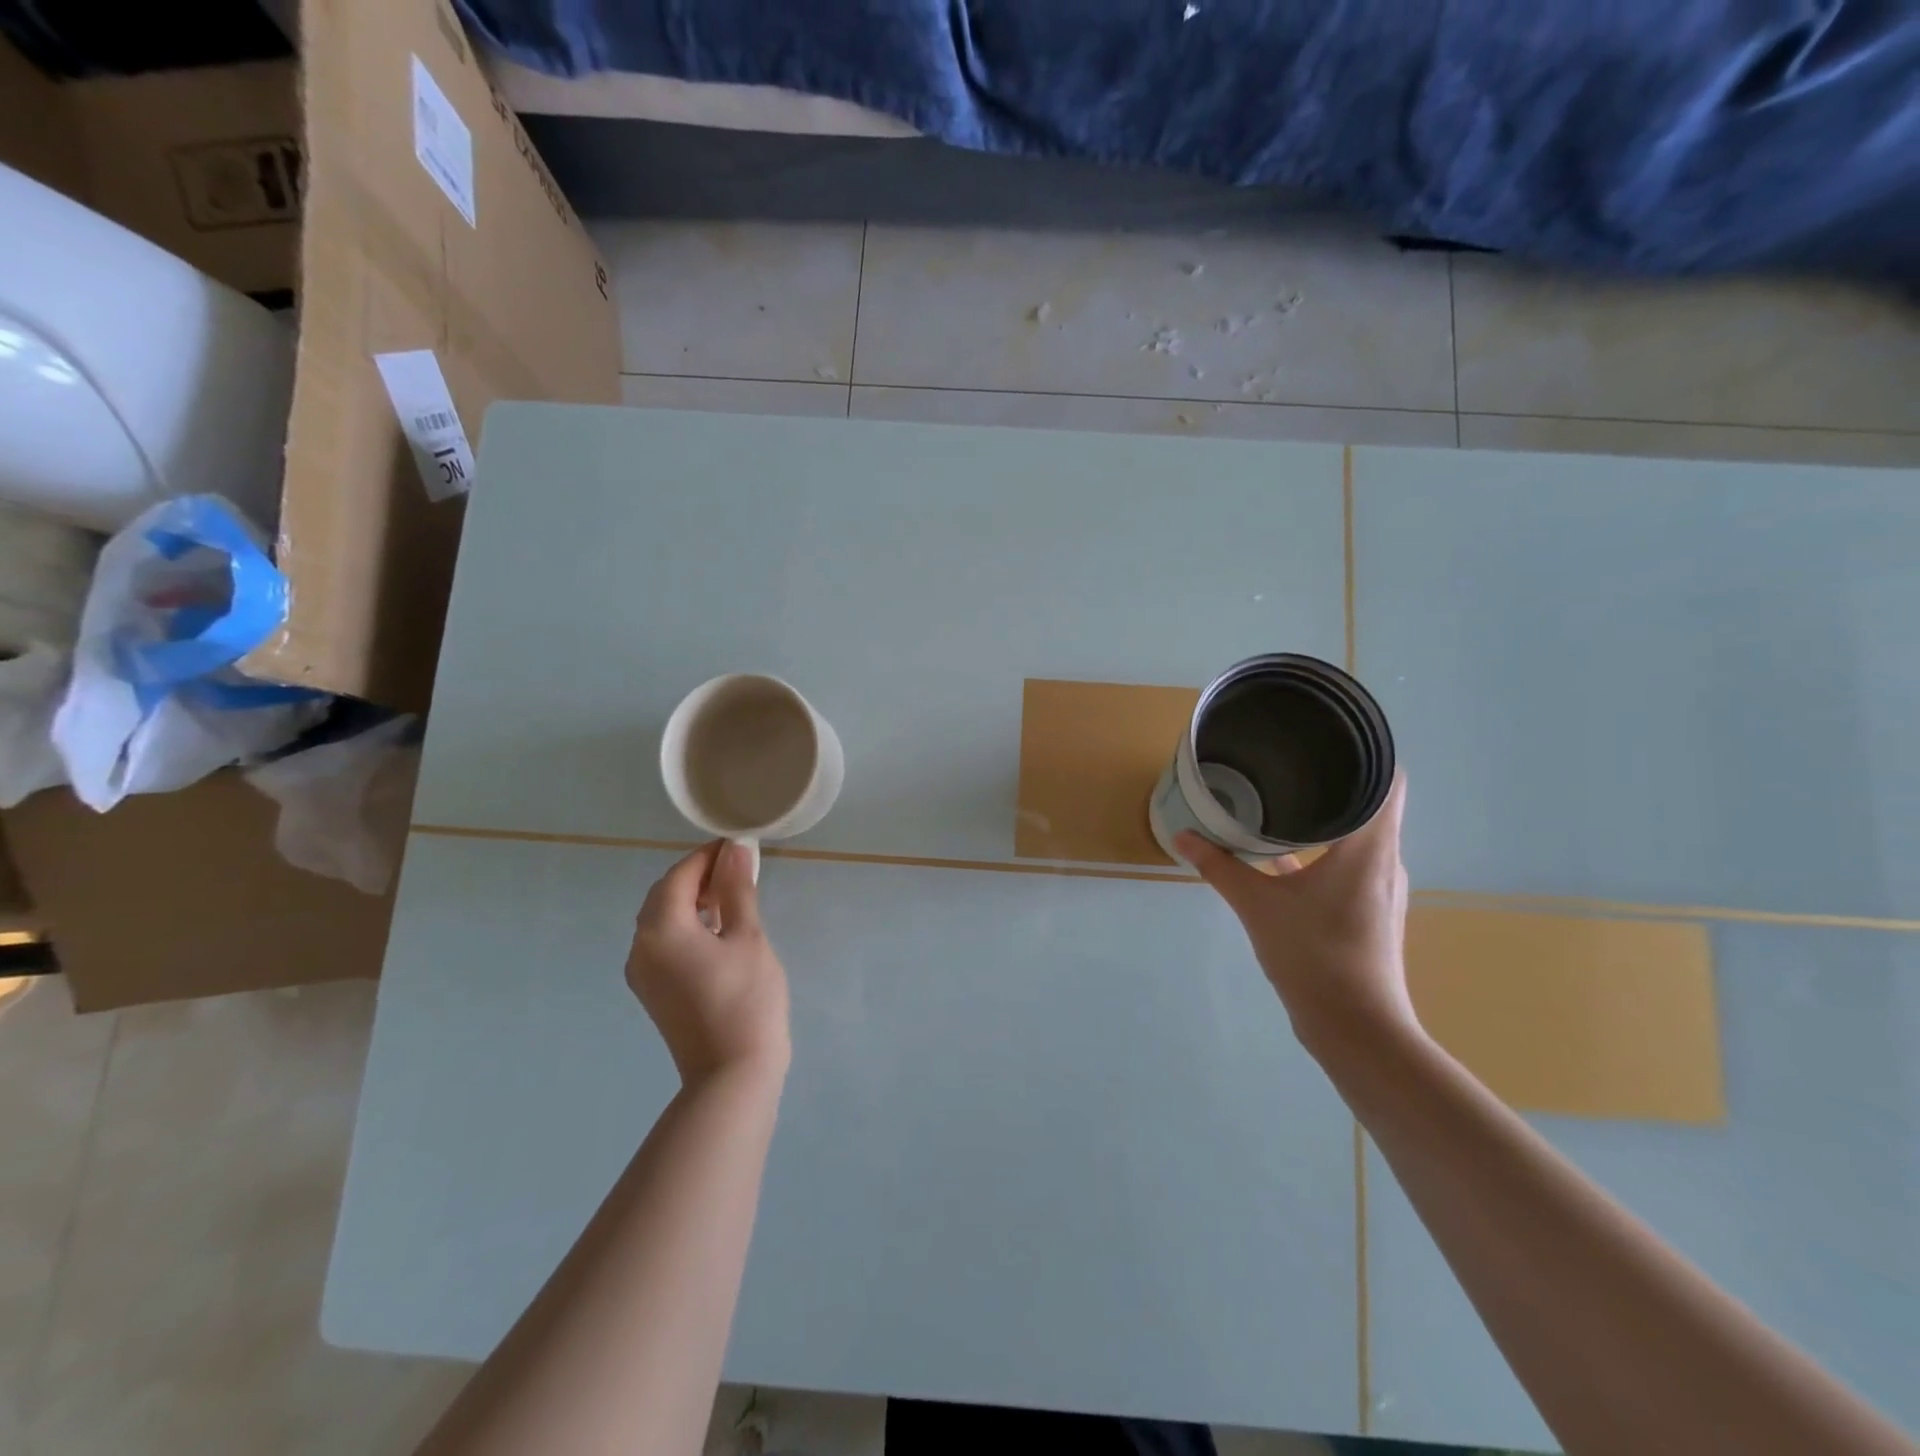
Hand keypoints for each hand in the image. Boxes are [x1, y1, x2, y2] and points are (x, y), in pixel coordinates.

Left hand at [627, 841, 790, 1085]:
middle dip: (699, 876)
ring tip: (733, 897)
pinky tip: (718, 930)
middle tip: (739, 870)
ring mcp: (642, 972)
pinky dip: (687, 926)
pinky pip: (664, 943)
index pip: (680, 874)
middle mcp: (640, 946)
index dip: (709, 855)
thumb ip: (737, 888)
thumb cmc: (745, 999)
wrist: (732, 1074)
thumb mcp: (747, 936)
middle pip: (665, 895)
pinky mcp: (653, 991)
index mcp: (661, 928)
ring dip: (693, 901)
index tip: (740, 846)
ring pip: (662, 919)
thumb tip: (736, 848)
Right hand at [1177, 773, 1417, 1057]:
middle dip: (1335, 780)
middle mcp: (1384, 860)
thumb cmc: (1313, 955)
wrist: (1354, 1027)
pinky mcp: (1368, 909)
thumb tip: (1182, 836)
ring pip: (1358, 835)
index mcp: (1369, 846)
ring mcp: (1379, 887)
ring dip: (1327, 817)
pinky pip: (1348, 863)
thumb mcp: (1257, 906)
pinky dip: (1322, 850)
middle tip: (1291, 758)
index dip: (1368, 751)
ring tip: (1284, 796)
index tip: (1330, 734)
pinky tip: (1283, 853)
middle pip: (1372, 803)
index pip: (1389, 781)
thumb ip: (1219, 867)